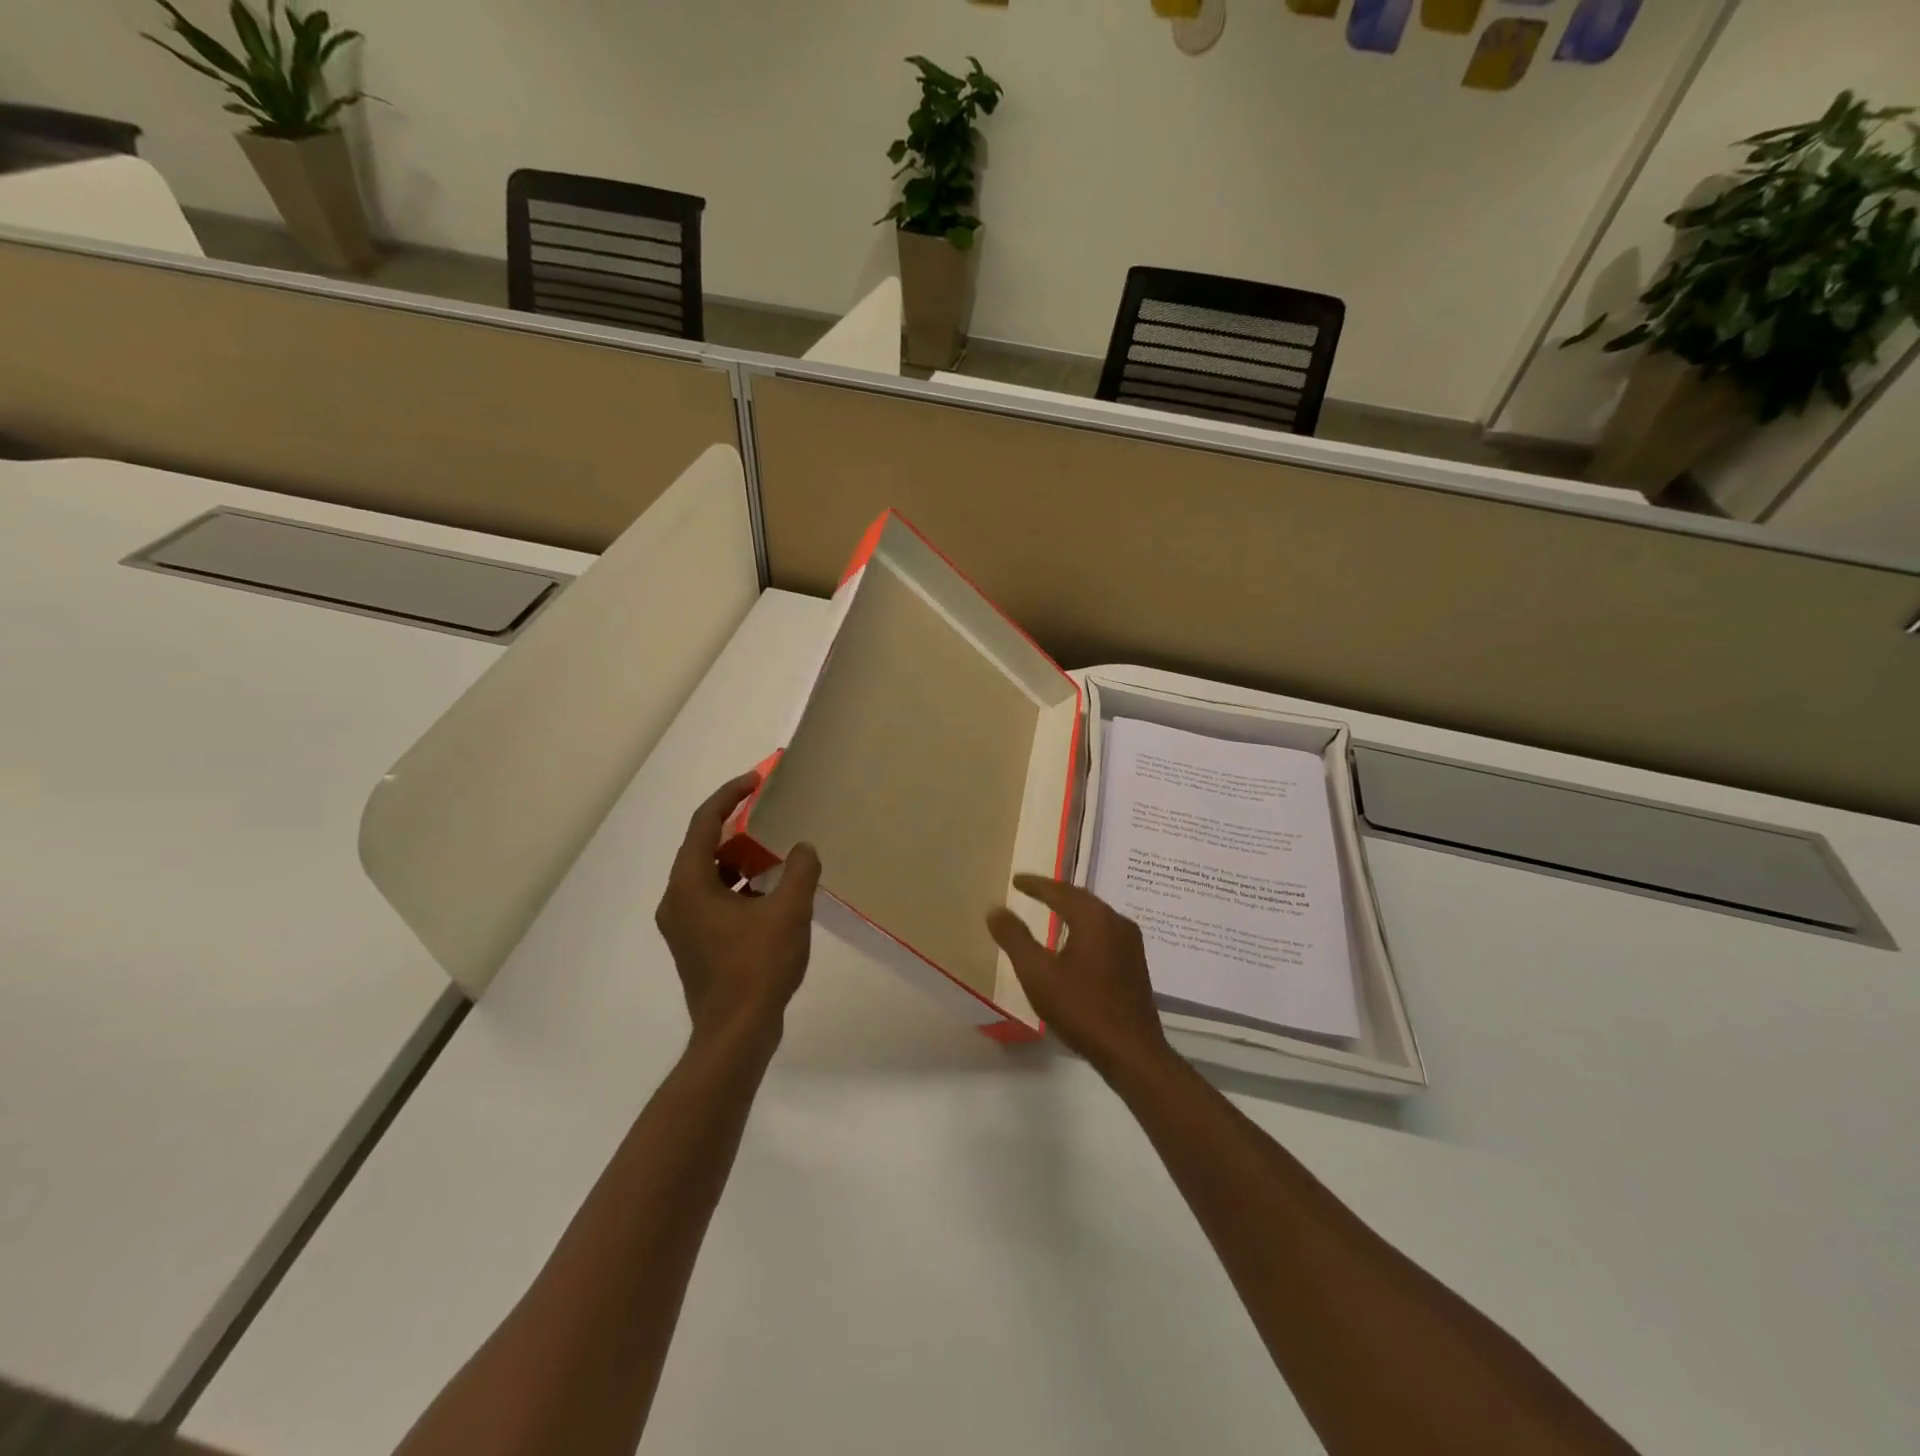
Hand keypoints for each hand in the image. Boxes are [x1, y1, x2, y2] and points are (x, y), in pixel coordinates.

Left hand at [655, 773, 821, 1045]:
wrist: (735, 1033)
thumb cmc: (757, 967)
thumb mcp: (789, 911)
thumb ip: (801, 871)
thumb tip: (804, 848)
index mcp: (690, 885)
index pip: (704, 824)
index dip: (730, 796)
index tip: (757, 781)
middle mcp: (677, 901)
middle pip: (704, 849)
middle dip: (739, 829)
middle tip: (772, 818)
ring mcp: (684, 926)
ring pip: (710, 877)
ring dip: (741, 861)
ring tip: (777, 856)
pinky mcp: (695, 945)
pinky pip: (715, 900)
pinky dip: (740, 888)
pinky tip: (772, 896)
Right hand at [986, 875, 1171, 1074]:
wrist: (1132, 1052)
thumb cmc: (1081, 1008)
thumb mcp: (1038, 974)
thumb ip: (1015, 938)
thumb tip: (996, 910)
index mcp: (1095, 918)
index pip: (1060, 891)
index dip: (1035, 885)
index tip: (1016, 880)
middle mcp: (1117, 921)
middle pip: (1081, 898)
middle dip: (1055, 892)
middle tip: (1031, 889)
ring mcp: (1131, 943)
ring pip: (1095, 915)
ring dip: (1071, 909)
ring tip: (1050, 909)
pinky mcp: (1135, 963)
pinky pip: (1104, 931)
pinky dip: (1084, 926)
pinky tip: (1075, 940)